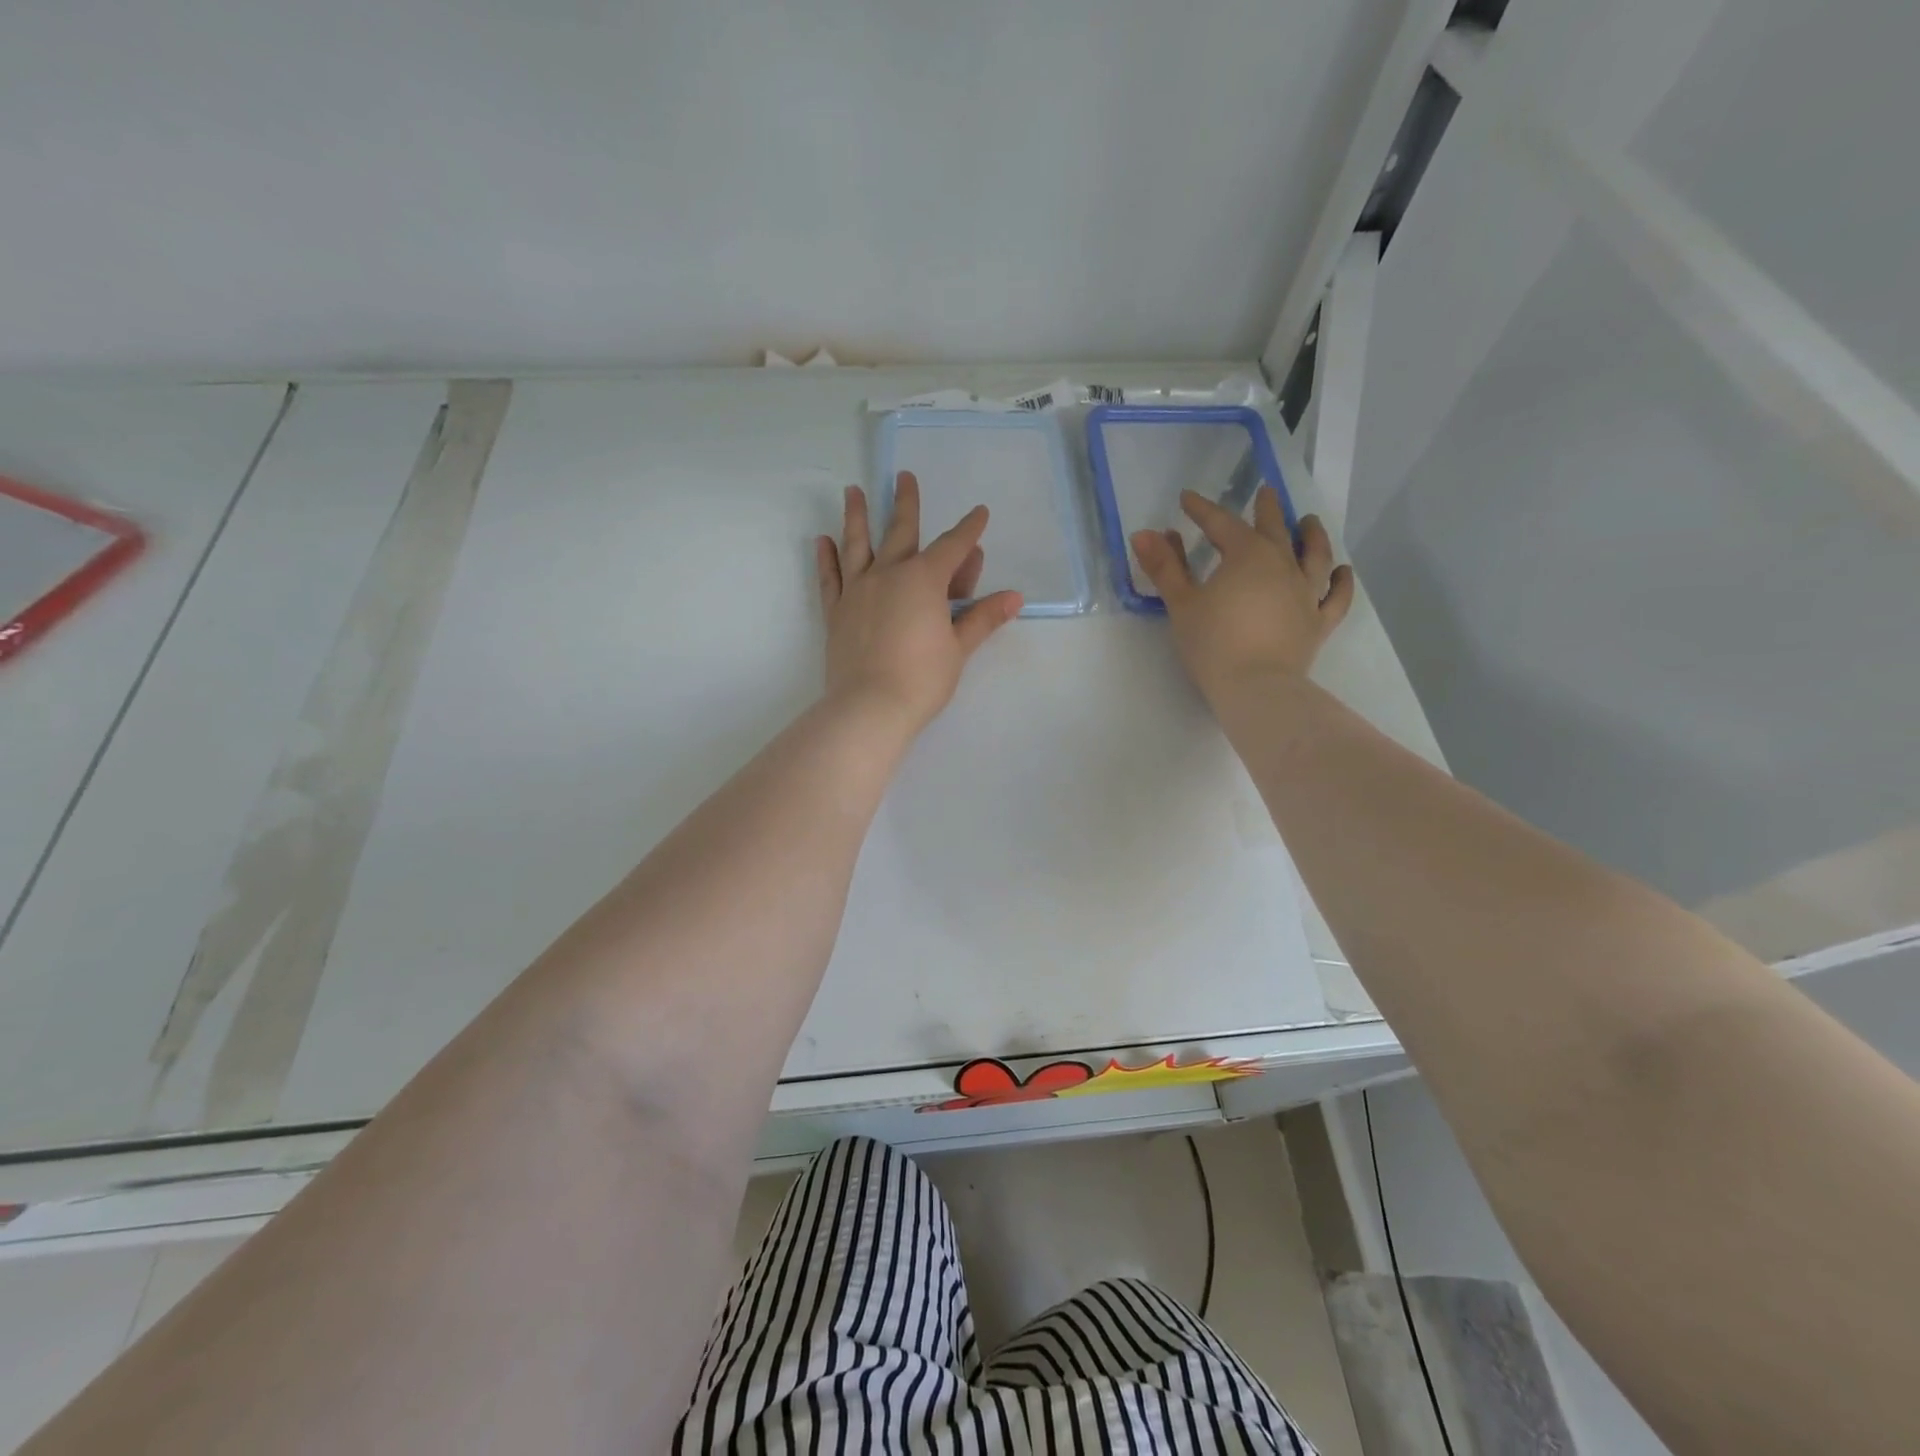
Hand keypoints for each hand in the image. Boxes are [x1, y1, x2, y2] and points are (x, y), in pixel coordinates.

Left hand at [816, 472, 1022, 734]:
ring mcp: (858, 591)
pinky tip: (822, 541)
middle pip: (900, 531)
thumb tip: (1014, 597)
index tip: (979, 513)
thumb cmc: (923, 678)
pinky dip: (826, 558)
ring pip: (858, 545)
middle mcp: (889, 574)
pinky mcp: (836, 612)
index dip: (969, 530)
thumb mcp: (959, 648)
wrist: (870, 707)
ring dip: (857, 516)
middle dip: (906, 503)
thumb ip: (982, 618)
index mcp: (924, 580)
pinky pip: (830, 578)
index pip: (953, 547)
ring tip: (853, 490)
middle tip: (904, 476)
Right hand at [1131, 488, 1352, 705]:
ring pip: (1314, 554)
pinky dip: (1341, 582)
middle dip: (1266, 509)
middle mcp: (1282, 565)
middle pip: (1274, 529)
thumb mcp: (1181, 604)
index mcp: (1246, 555)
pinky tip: (1342, 571)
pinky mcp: (1318, 622)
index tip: (1187, 499)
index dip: (1202, 509)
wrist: (1256, 687)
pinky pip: (1336, 597)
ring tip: (1309, 522)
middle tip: (1265, 492)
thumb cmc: (1212, 644)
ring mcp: (1306, 593)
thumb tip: (1144, 533)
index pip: (1220, 523)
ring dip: (1312, 535)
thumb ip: (1164, 567)